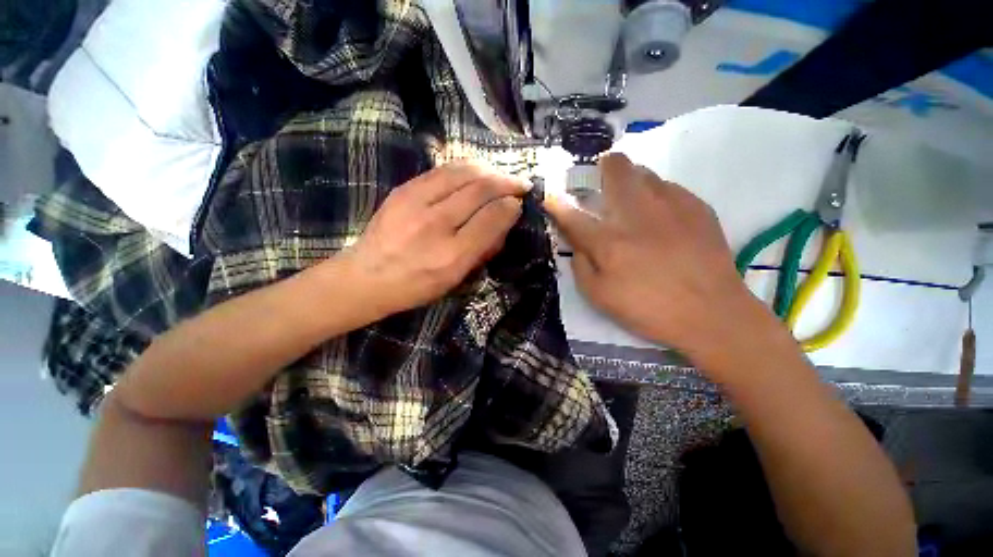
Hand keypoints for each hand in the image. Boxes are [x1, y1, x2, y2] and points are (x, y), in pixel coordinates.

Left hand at [343, 161, 526, 315]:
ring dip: (489, 170)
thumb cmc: (416, 286)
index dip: (511, 206)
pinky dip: (466, 168)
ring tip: (501, 175)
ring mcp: (416, 201)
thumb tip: (504, 220)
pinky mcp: (403, 189)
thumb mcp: (456, 279)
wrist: (366, 277)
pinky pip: (442, 170)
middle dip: (506, 182)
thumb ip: (483, 249)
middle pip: (480, 189)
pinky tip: (476, 171)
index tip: (520, 202)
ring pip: (462, 172)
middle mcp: (436, 224)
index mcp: (452, 255)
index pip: (491, 218)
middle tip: (520, 183)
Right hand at [545, 153, 771, 361]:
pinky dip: (655, 194)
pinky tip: (660, 216)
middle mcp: (637, 214)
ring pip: (644, 171)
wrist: (711, 314)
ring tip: (631, 201)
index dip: (556, 205)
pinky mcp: (697, 207)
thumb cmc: (647, 309)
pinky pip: (669, 187)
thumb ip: (580, 266)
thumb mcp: (599, 297)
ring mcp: (671, 205)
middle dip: (602, 167)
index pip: (572, 215)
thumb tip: (577, 244)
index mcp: (608, 242)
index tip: (550, 198)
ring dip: (629, 180)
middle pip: (615, 168)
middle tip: (600, 182)